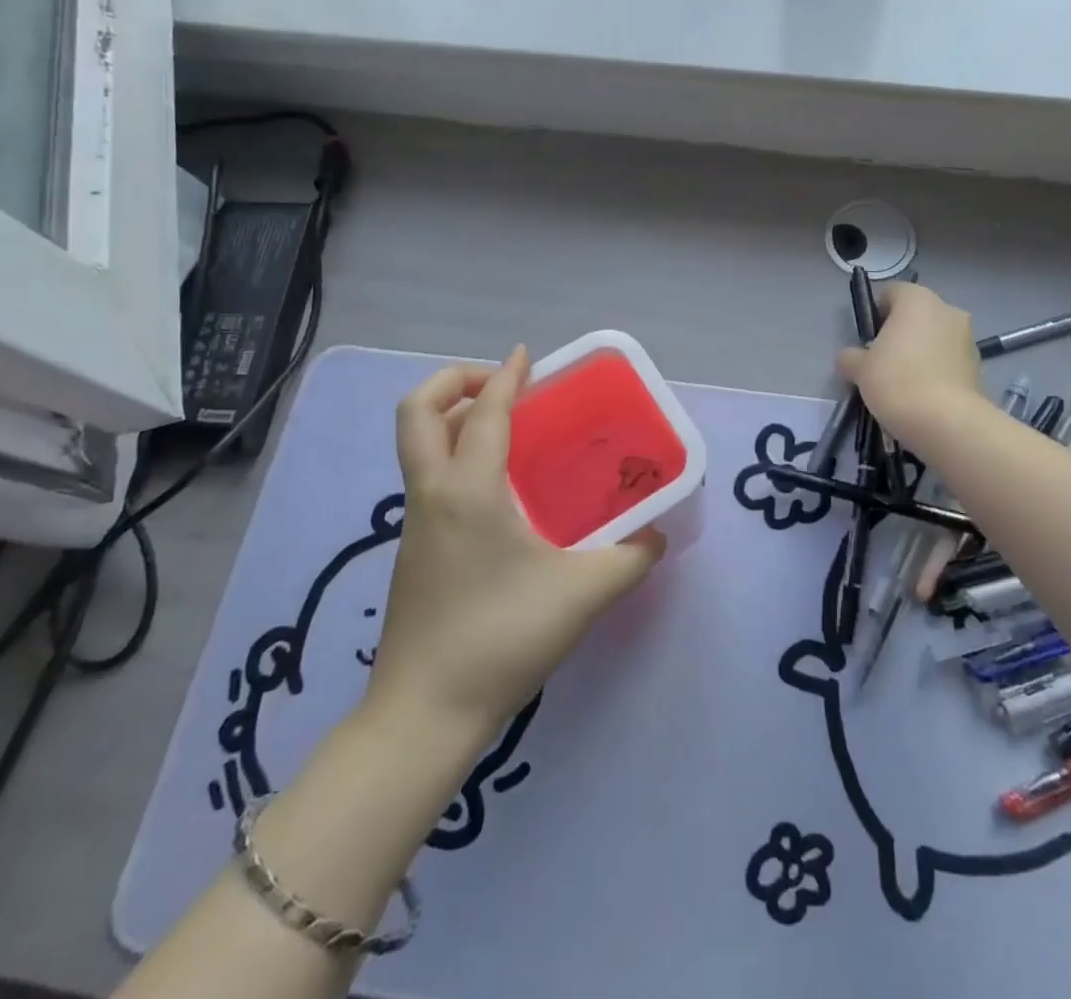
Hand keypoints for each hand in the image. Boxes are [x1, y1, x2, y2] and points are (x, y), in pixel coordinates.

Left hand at [365, 348, 665, 741]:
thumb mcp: (582, 595)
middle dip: (452, 380)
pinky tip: (497, 488)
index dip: (506, 376)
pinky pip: (427, 476)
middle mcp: (432, 494)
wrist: (423, 715)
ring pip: (416, 444)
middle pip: (416, 412)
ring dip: (451, 417)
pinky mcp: (414, 549)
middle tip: (500, 385)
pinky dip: (453, 454)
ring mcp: (415, 522)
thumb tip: (657, 536)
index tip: (527, 356)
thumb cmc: (501, 640)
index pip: (483, 412)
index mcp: (468, 491)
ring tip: (502, 426)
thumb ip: (630, 558)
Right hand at [836, 283, 983, 448]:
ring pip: (935, 337)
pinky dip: (937, 370)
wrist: (946, 421)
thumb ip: (850, 357)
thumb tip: (850, 358)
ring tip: (904, 382)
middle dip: (900, 333)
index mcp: (917, 300)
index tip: (867, 339)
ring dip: (921, 351)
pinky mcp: (978, 365)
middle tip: (882, 360)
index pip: (891, 293)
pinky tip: (923, 394)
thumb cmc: (896, 380)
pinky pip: (949, 360)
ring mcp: (967, 337)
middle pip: (916, 314)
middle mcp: (946, 309)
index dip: (876, 313)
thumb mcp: (859, 369)